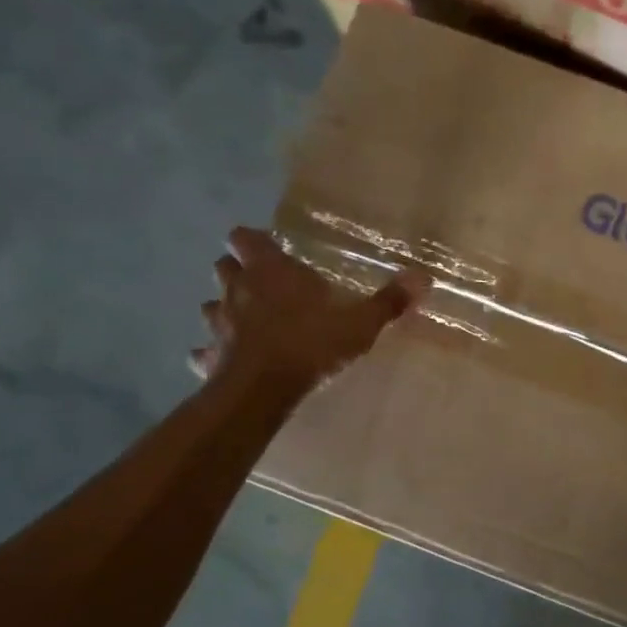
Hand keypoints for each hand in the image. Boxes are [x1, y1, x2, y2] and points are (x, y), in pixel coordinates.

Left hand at [189, 227, 423, 387]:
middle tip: (262, 285)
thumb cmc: (311, 343)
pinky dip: (212, 354)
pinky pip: (203, 352)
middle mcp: (237, 289)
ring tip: (244, 323)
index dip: (252, 241)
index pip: (245, 237)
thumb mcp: (360, 323)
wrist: (264, 389)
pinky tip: (226, 362)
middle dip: (237, 272)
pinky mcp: (209, 357)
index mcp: (270, 271)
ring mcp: (217, 323)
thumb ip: (388, 301)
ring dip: (223, 310)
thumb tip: (423, 277)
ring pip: (209, 306)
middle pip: (224, 267)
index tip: (268, 250)